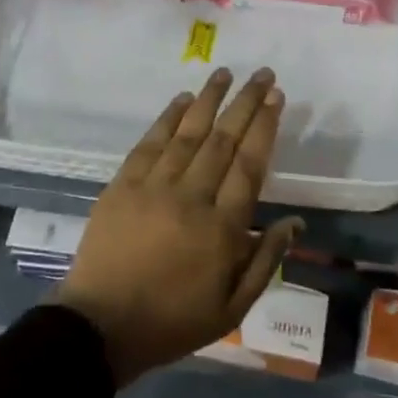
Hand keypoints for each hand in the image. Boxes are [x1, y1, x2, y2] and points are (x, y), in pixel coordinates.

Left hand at [55, 68, 303, 387]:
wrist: (102, 325)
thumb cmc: (173, 321)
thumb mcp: (232, 306)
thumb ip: (265, 260)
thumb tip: (295, 221)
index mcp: (223, 228)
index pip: (250, 164)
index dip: (265, 126)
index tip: (276, 98)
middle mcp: (191, 197)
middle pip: (223, 139)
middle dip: (245, 103)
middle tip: (262, 74)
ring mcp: (154, 187)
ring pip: (188, 132)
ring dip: (209, 99)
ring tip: (226, 72)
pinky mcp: (123, 184)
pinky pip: (150, 142)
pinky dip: (168, 117)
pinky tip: (183, 99)